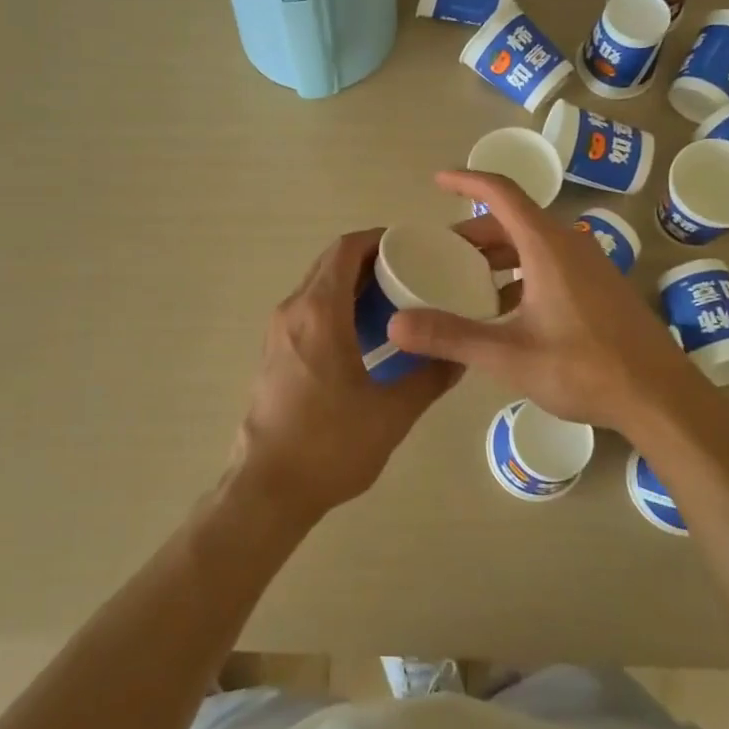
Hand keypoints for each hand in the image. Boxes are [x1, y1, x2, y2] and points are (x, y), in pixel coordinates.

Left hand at [232, 229, 460, 523]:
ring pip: (318, 287)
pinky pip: (309, 311)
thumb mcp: (392, 413)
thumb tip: (460, 356)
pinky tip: (367, 336)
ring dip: (354, 286)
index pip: (346, 250)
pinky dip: (338, 307)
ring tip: (396, 303)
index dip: (379, 239)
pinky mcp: (274, 353)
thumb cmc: (330, 445)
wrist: (268, 488)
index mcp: (319, 313)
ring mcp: (278, 332)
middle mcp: (293, 311)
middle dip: (371, 261)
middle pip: (331, 264)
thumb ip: (430, 377)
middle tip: (414, 273)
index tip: (413, 247)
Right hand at [388, 171, 712, 438]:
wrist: (660, 397)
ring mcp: (590, 265)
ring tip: (467, 281)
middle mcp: (570, 245)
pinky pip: (551, 263)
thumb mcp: (509, 355)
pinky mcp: (601, 287)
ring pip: (533, 243)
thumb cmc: (584, 369)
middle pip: (515, 219)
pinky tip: (507, 309)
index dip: (467, 180)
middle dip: (475, 231)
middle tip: (442, 252)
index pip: (501, 193)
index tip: (438, 180)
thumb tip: (395, 325)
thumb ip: (451, 337)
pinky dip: (520, 272)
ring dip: (498, 254)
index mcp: (547, 247)